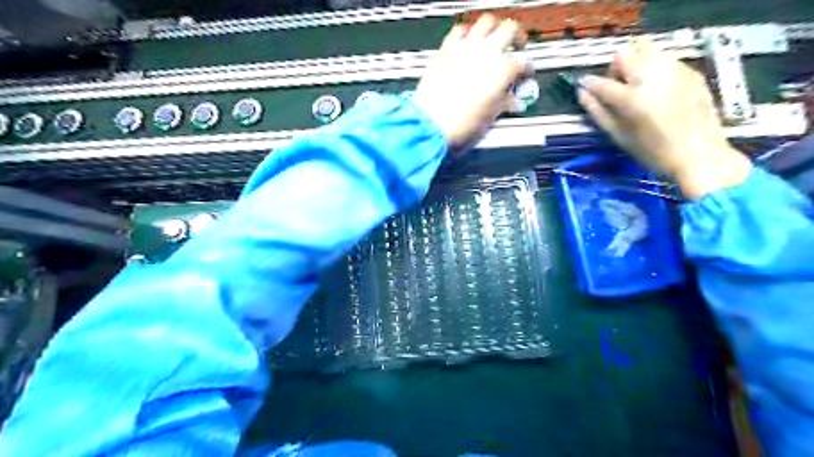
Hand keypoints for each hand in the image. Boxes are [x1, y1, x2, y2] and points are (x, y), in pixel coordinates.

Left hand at [417, 16, 531, 150]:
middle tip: (516, 47)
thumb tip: (509, 100)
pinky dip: (467, 34)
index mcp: (502, 71)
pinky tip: (467, 42)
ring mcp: (465, 49)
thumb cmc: (459, 126)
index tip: (524, 75)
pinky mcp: (446, 51)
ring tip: (494, 39)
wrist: (431, 126)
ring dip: (494, 29)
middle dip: (516, 38)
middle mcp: (486, 53)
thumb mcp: (489, 117)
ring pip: (486, 22)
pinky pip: (459, 31)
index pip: (523, 63)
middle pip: (509, 30)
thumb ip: (503, 102)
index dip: (527, 70)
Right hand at [578, 40, 748, 199]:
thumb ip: (598, 112)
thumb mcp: (620, 136)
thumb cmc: (654, 152)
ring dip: (635, 63)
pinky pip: (665, 58)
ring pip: (647, 49)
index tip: (584, 86)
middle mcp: (653, 77)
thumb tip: (582, 94)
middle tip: (618, 87)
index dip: (589, 83)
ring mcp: (675, 70)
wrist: (700, 155)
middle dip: (616, 68)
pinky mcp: (691, 71)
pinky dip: (655, 67)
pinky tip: (658, 89)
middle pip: (625, 53)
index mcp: (632, 98)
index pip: (601, 83)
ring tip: (638, 85)